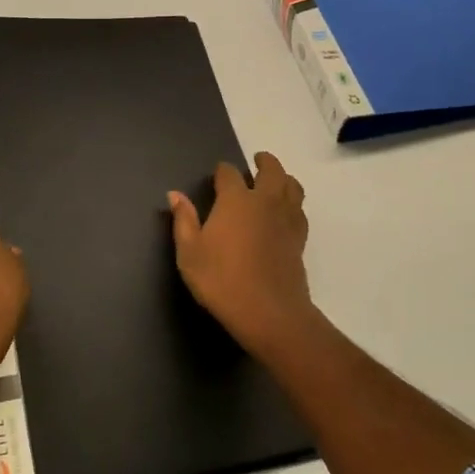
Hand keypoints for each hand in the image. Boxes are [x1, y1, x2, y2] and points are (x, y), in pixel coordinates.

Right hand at [168, 152, 313, 356]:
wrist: (269, 312)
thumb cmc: (221, 280)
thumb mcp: (190, 253)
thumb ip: (183, 220)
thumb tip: (174, 194)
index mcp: (236, 200)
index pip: (229, 173)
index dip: (222, 171)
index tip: (217, 175)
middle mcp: (264, 201)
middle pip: (271, 170)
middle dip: (264, 162)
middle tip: (257, 161)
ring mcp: (286, 219)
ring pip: (292, 187)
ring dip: (284, 178)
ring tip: (276, 181)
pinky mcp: (299, 239)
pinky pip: (299, 210)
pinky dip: (293, 203)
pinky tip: (285, 212)